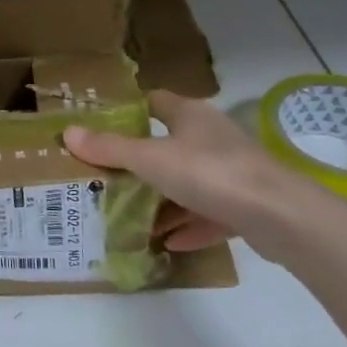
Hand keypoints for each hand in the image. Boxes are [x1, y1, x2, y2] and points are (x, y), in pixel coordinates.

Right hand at [62, 91, 332, 263]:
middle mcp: (213, 137)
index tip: (103, 127)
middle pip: (171, 145)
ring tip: (133, 218)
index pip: (156, 102)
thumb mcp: (150, 159)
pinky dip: (189, 225)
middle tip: (109, 178)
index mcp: (191, 115)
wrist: (279, 215)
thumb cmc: (209, 172)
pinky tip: (169, 243)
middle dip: (142, 163)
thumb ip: (110, 149)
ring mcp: (232, 171)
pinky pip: (209, 214)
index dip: (130, 111)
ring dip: (165, 200)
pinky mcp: (246, 206)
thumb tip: (68, 132)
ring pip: (190, 183)